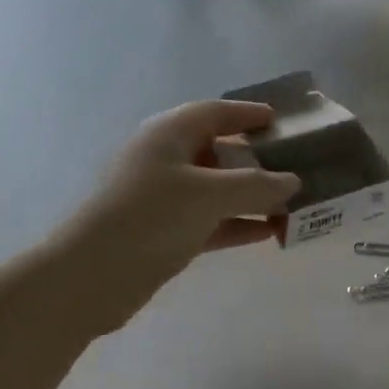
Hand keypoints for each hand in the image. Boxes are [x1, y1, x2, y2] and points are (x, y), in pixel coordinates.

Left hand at [59, 101, 300, 336]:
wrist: (93, 276)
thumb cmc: (152, 217)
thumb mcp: (210, 194)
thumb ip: (257, 185)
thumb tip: (292, 181)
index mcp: (169, 135)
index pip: (215, 113)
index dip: (248, 114)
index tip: (280, 120)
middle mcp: (166, 160)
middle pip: (219, 151)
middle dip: (257, 161)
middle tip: (295, 166)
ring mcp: (164, 198)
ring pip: (217, 190)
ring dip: (252, 197)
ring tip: (290, 205)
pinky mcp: (165, 231)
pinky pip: (211, 220)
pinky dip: (238, 223)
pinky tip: (268, 233)